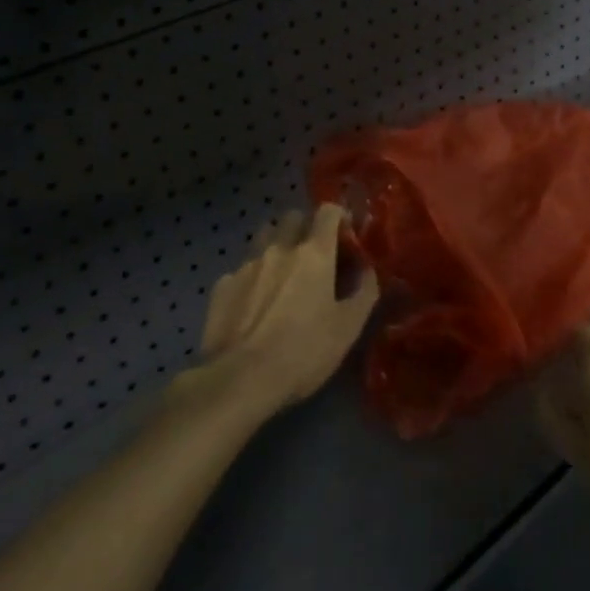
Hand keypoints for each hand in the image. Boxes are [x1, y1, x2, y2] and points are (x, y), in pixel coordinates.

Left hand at [193, 203, 379, 415]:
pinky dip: (253, 275)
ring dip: (277, 243)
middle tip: (315, 255)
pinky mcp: (222, 285)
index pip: (328, 211)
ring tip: (283, 272)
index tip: (346, 237)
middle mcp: (279, 248)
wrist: (240, 379)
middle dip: (306, 227)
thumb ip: (364, 292)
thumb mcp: (348, 328)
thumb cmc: (304, 352)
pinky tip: (255, 302)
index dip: (339, 217)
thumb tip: (367, 271)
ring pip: (264, 235)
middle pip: (293, 216)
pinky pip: (242, 267)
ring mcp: (247, 264)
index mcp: (314, 253)